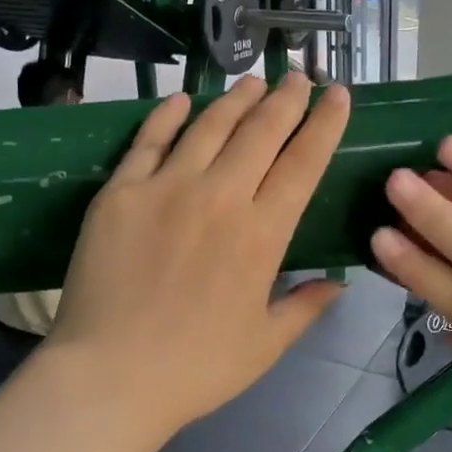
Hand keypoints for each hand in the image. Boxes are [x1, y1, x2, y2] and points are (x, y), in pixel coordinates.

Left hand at [48, 74, 351, 440]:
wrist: (111, 376)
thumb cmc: (195, 368)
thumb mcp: (265, 345)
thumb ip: (306, 307)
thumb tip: (340, 283)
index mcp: (263, 234)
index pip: (304, 163)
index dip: (325, 124)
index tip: (338, 95)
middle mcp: (220, 197)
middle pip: (261, 132)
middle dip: (286, 99)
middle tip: (298, 76)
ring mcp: (166, 188)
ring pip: (210, 126)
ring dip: (236, 99)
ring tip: (253, 81)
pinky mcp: (121, 192)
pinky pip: (149, 140)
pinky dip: (168, 115)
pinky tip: (183, 99)